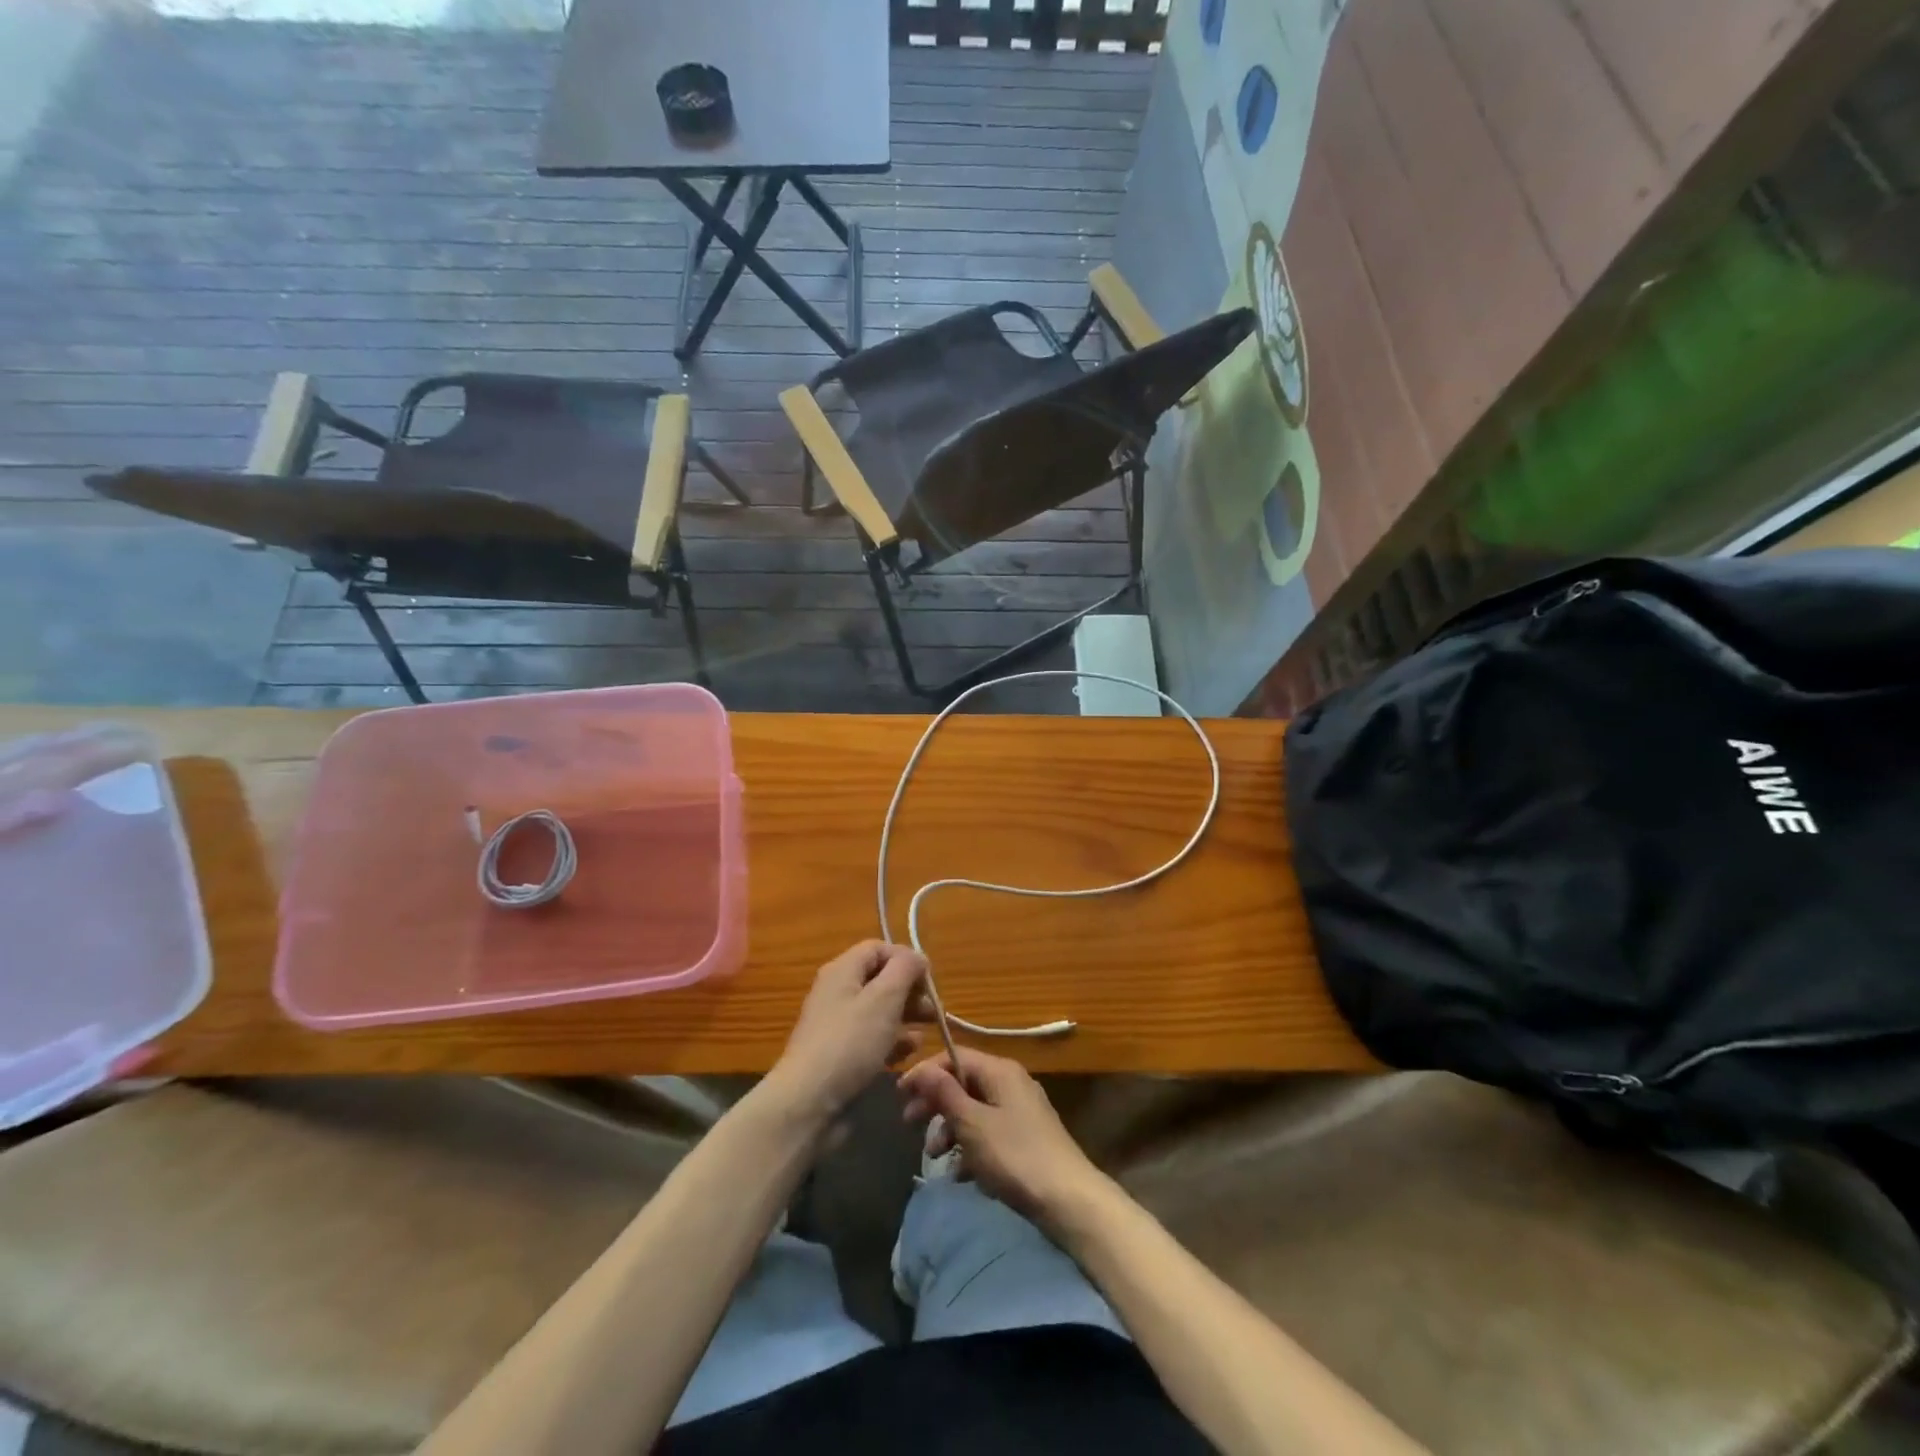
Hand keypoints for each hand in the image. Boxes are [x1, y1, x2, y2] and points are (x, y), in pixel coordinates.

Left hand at [766, 941, 928, 1125]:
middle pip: (881, 979)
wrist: (809, 1103)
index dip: (906, 959)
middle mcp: (838, 992)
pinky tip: (906, 1055)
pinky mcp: (842, 1055)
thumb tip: (918, 957)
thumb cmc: (850, 1043)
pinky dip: (892, 1042)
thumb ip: (905, 969)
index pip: (879, 949)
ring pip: (880, 1011)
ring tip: (925, 1033)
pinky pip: (873, 1039)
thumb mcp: (884, 998)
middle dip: (910, 991)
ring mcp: (838, 1025)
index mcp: (843, 971)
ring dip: (906, 1018)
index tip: (928, 980)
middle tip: (934, 1010)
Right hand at [899, 1048, 1104, 1227]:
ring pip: (974, 1110)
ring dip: (950, 1129)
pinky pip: (988, 1132)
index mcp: (1000, 1070)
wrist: (1069, 1199)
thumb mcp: (973, 1125)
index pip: (954, 1056)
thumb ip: (945, 1094)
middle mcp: (1011, 1082)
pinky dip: (971, 1147)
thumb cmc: (1015, 1156)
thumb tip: (923, 1069)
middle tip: (909, 1125)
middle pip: (963, 1083)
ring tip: (935, 1157)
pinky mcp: (1025, 1137)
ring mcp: (1021, 1110)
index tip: (899, 1094)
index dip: (925, 1072)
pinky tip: (961, 1174)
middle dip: (935, 1103)